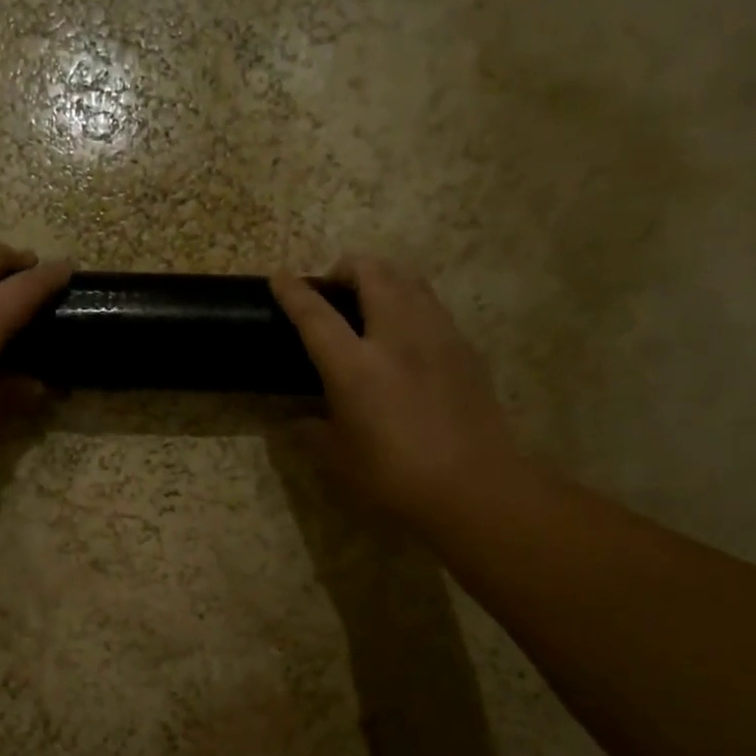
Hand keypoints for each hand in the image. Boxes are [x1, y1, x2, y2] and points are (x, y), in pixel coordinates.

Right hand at [271, 255, 525, 520]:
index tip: (279, 277)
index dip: (294, 293)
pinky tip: (406, 333)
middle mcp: (397, 337)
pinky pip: (432, 306)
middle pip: (373, 274)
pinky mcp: (465, 349)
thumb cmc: (395, 478)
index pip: (316, 316)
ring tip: (370, 300)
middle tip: (332, 288)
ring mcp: (437, 337)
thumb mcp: (338, 461)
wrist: (475, 487)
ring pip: (409, 280)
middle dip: (346, 268)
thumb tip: (297, 422)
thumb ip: (311, 434)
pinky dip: (410, 302)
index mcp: (355, 367)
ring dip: (383, 278)